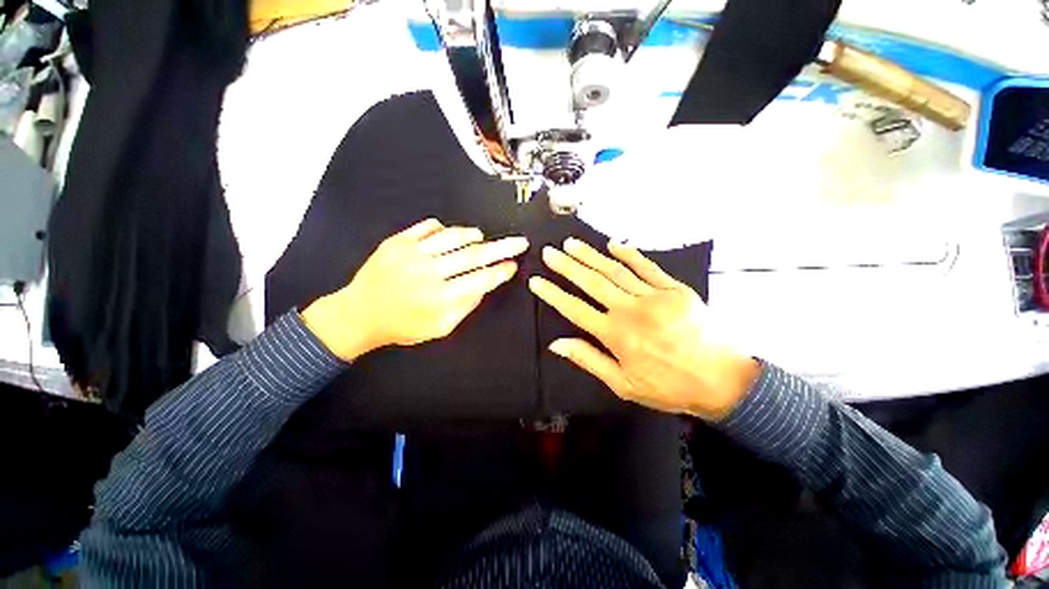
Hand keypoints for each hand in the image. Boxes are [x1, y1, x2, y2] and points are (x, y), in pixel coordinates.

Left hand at [302, 219, 527, 361]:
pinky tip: (450, 235)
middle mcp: (429, 272)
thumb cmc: (401, 325)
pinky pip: (428, 227)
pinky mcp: (397, 242)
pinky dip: (444, 228)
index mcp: (440, 298)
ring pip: (454, 237)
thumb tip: (484, 285)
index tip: (512, 265)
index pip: (481, 279)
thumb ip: (465, 306)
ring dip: (473, 236)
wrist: (359, 314)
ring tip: (483, 239)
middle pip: (474, 255)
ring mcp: (411, 254)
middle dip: (502, 247)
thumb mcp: (439, 328)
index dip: (501, 271)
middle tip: (518, 242)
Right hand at [528, 238, 758, 420]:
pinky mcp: (674, 289)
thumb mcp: (623, 384)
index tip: (537, 281)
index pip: (574, 309)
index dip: (553, 294)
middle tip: (549, 252)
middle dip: (566, 266)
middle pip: (591, 282)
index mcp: (615, 334)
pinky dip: (629, 254)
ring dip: (590, 255)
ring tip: (571, 244)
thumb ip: (588, 359)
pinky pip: (647, 266)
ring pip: (614, 270)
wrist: (721, 380)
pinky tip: (613, 245)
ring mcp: (653, 296)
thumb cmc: (668, 386)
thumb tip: (557, 344)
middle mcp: (630, 310)